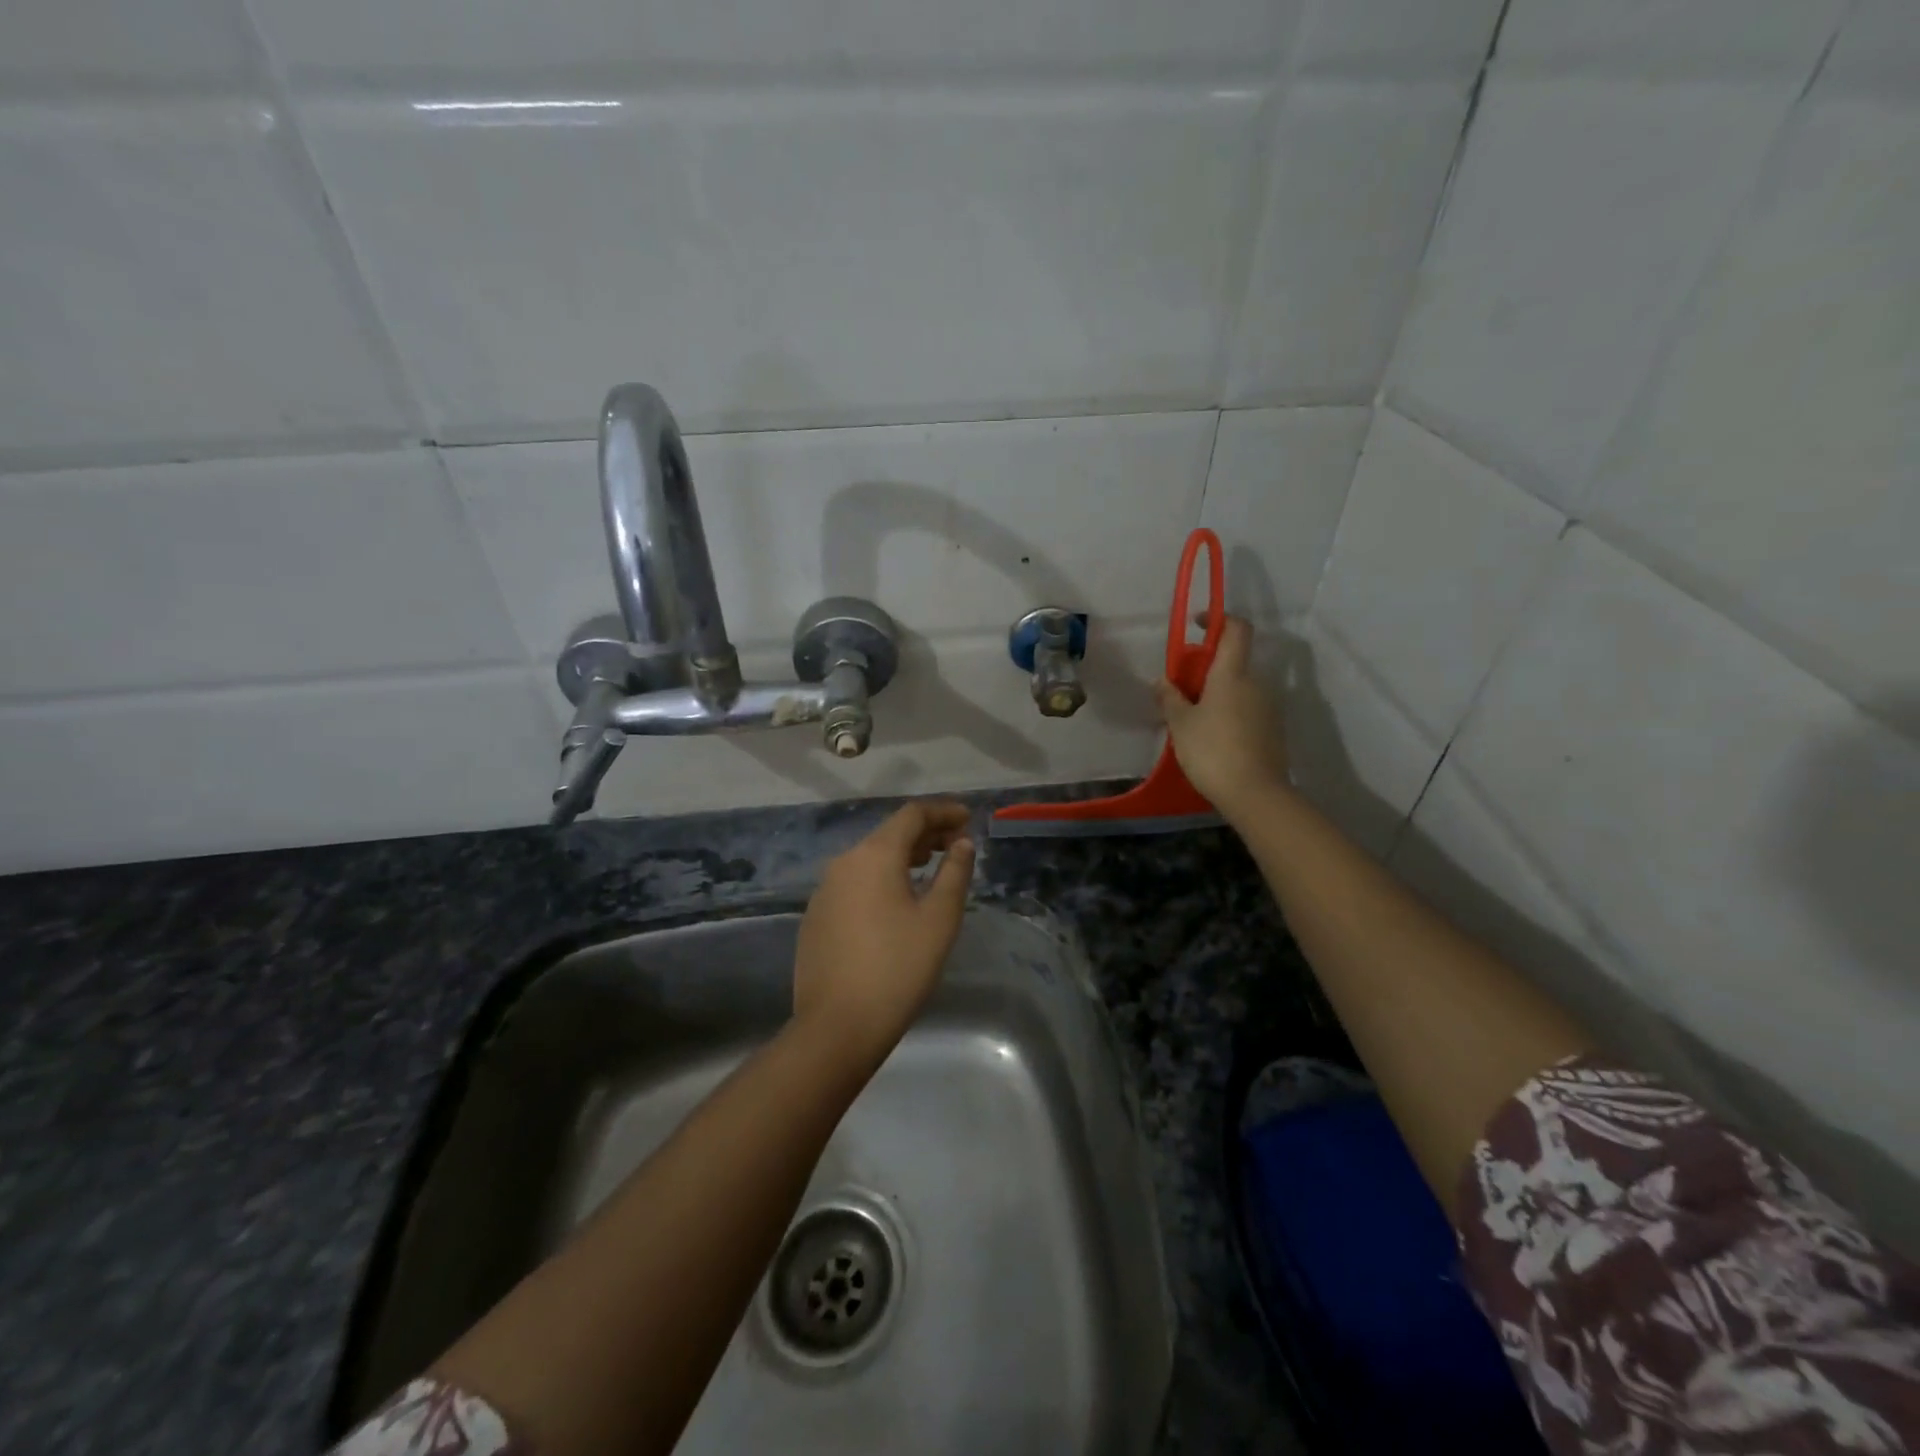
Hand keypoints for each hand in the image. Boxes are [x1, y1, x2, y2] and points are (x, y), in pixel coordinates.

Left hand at [792, 800, 974, 1063]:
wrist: (836, 1026)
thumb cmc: (898, 968)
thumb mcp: (939, 919)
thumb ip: (954, 873)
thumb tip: (961, 843)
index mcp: (874, 855)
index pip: (912, 815)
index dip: (943, 812)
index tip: (968, 819)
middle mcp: (844, 862)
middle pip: (889, 834)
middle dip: (925, 834)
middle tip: (956, 844)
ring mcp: (824, 890)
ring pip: (869, 859)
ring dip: (903, 856)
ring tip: (930, 867)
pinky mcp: (816, 917)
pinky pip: (854, 883)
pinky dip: (881, 879)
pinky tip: (896, 901)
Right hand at [1153, 615, 1289, 810]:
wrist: (1255, 793)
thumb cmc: (1212, 750)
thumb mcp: (1180, 724)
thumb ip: (1170, 698)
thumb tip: (1163, 680)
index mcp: (1232, 674)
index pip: (1237, 629)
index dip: (1219, 619)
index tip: (1198, 625)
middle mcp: (1256, 683)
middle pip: (1234, 662)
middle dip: (1208, 669)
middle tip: (1183, 690)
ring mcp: (1269, 707)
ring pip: (1240, 689)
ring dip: (1219, 695)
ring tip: (1194, 721)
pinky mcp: (1274, 730)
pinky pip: (1248, 711)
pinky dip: (1231, 715)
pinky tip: (1214, 740)